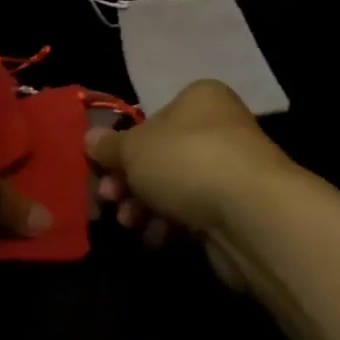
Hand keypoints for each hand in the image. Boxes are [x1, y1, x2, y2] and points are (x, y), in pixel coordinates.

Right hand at [87, 81, 295, 286]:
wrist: (250, 214)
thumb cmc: (186, 161)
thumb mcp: (134, 148)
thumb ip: (109, 146)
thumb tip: (89, 139)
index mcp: (199, 100)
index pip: (152, 119)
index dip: (123, 146)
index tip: (101, 171)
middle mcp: (219, 129)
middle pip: (161, 156)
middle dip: (129, 183)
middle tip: (110, 201)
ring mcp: (230, 171)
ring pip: (174, 189)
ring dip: (145, 208)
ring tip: (131, 224)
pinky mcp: (235, 210)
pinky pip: (193, 215)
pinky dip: (171, 226)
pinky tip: (157, 239)